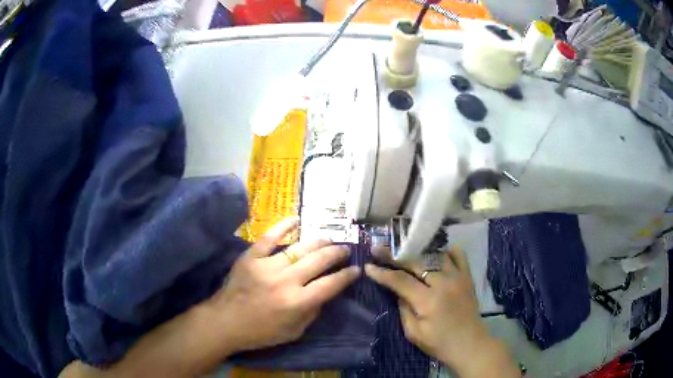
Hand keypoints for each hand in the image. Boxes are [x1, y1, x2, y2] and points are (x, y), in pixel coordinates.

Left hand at [204, 217, 359, 353]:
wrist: (225, 322)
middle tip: (345, 250)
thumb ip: (312, 312)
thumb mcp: (294, 332)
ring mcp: (267, 266)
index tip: (356, 269)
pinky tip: (297, 220)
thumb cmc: (261, 332)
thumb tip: (325, 293)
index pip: (331, 284)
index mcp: (298, 302)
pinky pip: (269, 237)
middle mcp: (286, 281)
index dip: (347, 275)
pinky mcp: (251, 257)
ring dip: (319, 242)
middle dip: (337, 253)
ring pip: (300, 248)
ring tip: (329, 239)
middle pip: (319, 260)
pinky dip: (284, 226)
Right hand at [365, 248, 518, 377]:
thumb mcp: (414, 333)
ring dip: (417, 251)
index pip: (400, 280)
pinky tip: (436, 252)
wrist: (470, 345)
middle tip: (379, 249)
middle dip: (394, 255)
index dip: (382, 273)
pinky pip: (458, 256)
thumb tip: (397, 291)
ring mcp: (458, 277)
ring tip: (403, 247)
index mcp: (428, 300)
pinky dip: (446, 251)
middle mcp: (443, 283)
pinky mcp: (467, 277)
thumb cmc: (439, 343)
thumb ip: (403, 309)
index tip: (368, 266)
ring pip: (435, 255)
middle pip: (415, 262)